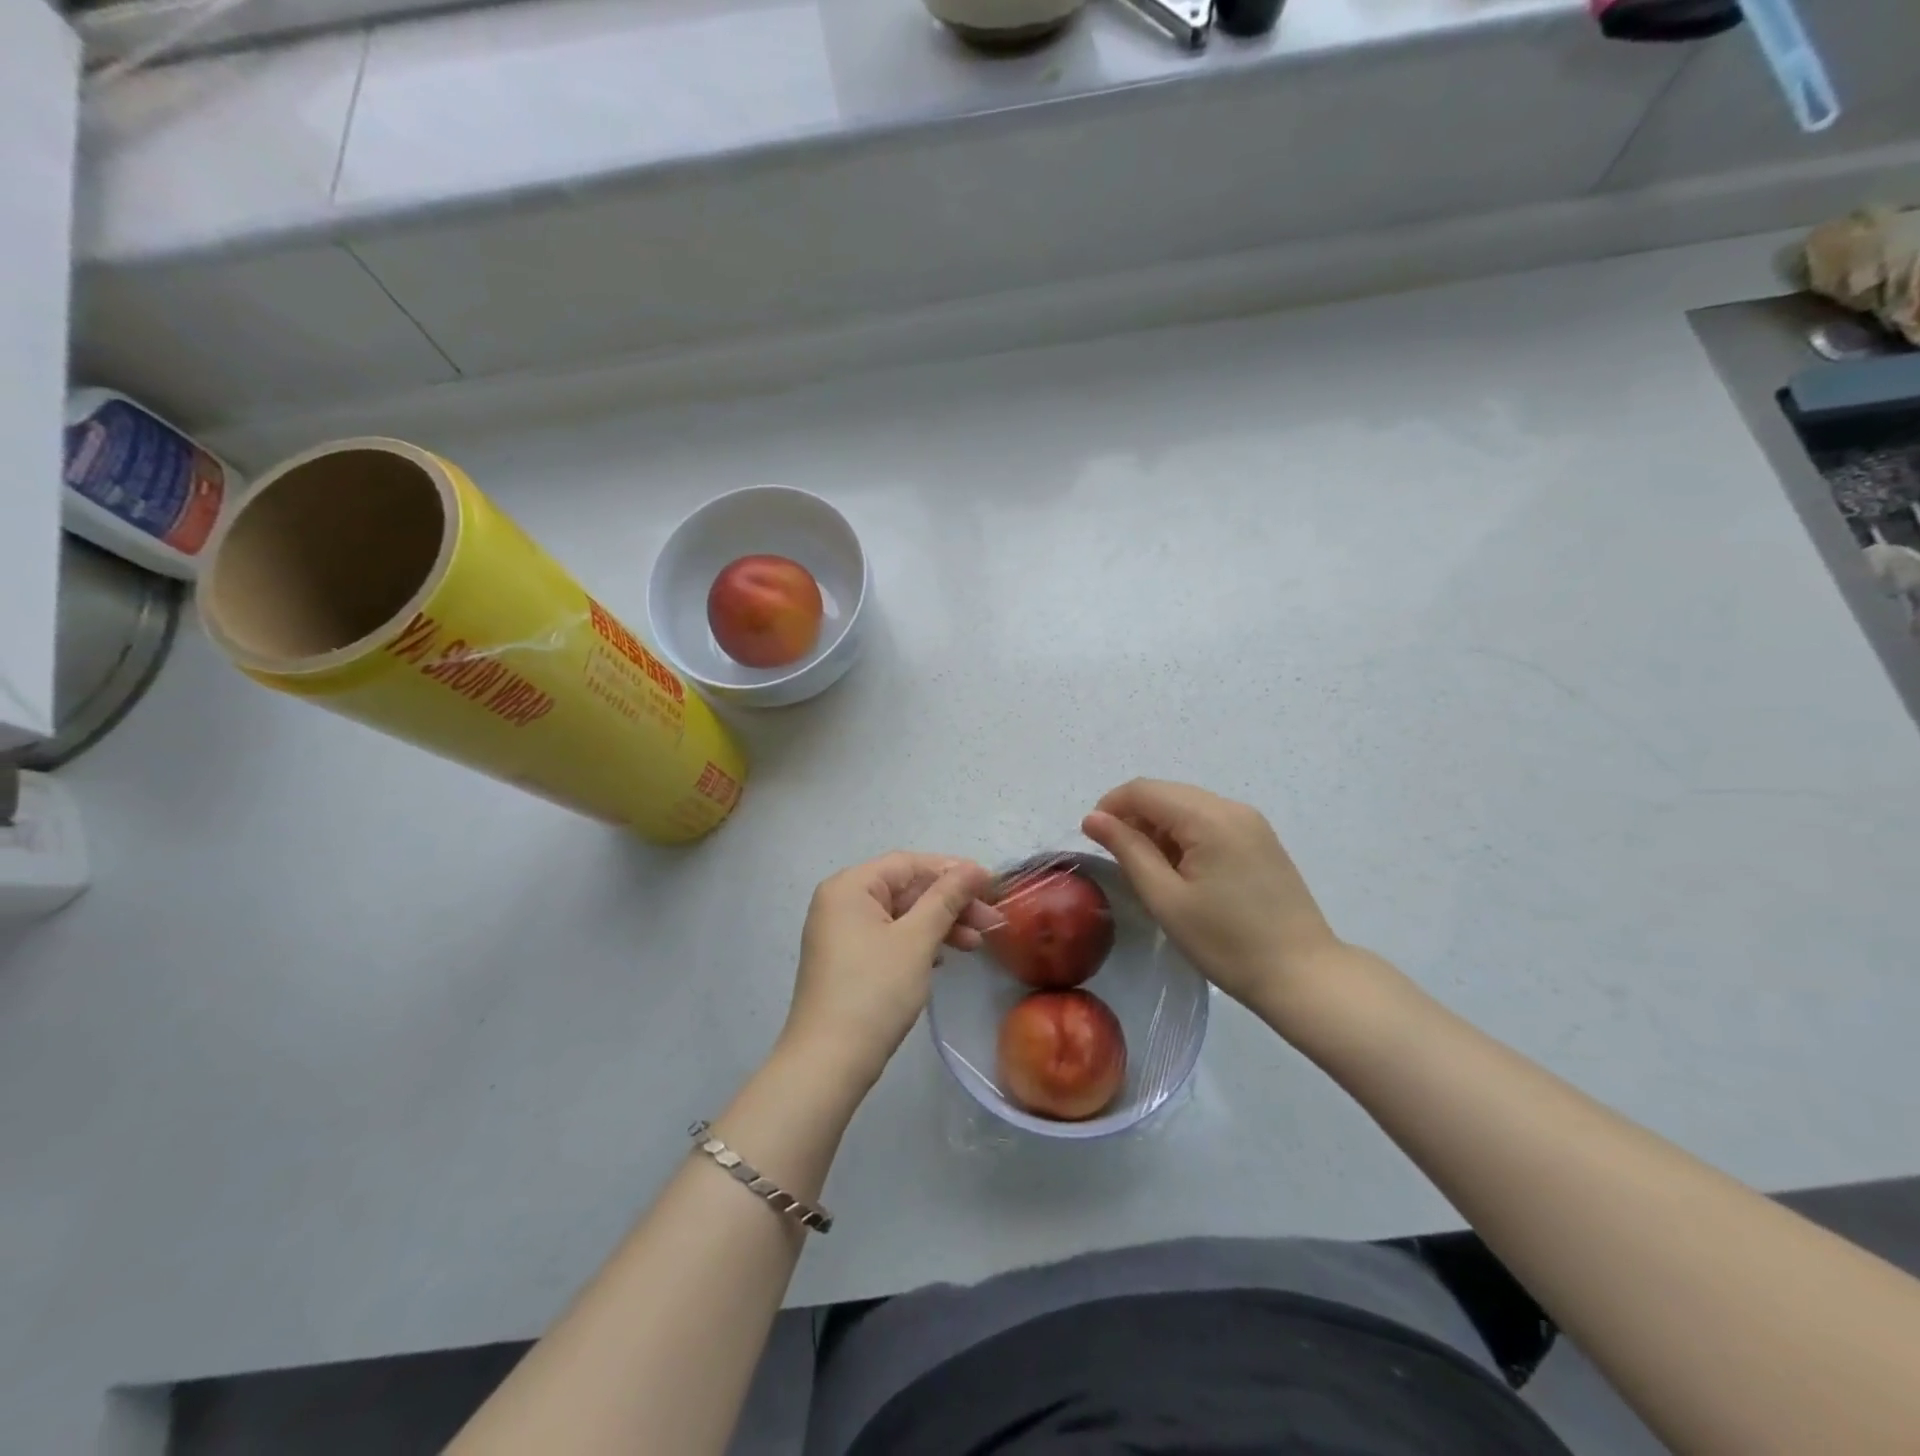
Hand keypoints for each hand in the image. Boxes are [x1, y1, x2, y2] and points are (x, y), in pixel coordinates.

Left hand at [782, 852, 996, 1087]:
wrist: (829, 1063)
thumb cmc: (874, 991)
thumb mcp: (916, 940)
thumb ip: (946, 898)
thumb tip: (974, 868)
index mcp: (850, 887)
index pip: (908, 864)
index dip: (952, 870)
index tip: (992, 885)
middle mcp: (840, 902)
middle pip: (905, 889)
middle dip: (950, 903)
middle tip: (991, 922)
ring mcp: (841, 933)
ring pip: (900, 915)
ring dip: (939, 925)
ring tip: (976, 944)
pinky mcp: (847, 961)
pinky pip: (889, 938)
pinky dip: (919, 943)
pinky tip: (944, 958)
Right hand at [1082, 779, 1341, 1014]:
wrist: (1302, 975)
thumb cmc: (1226, 942)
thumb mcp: (1165, 898)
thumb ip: (1127, 850)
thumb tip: (1093, 818)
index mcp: (1208, 818)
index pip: (1144, 790)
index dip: (1111, 806)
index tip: (1092, 838)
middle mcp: (1232, 808)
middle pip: (1167, 793)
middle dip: (1134, 816)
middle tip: (1119, 859)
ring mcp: (1251, 822)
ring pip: (1187, 806)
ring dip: (1159, 827)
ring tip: (1150, 871)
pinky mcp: (1261, 840)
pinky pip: (1210, 821)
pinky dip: (1185, 835)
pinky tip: (1182, 871)